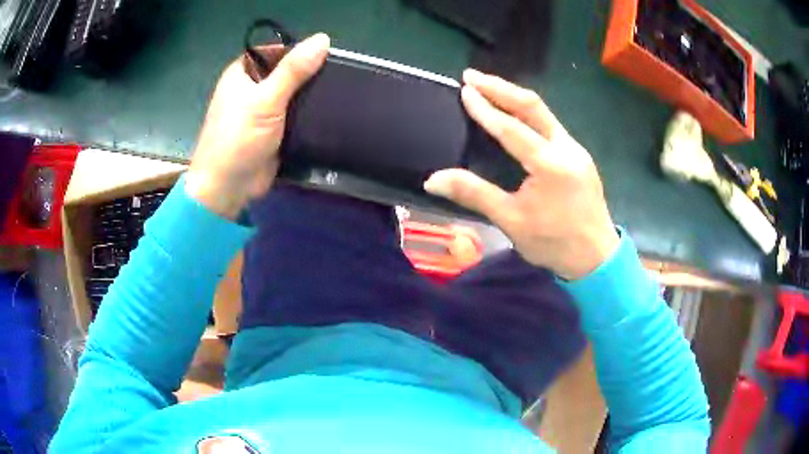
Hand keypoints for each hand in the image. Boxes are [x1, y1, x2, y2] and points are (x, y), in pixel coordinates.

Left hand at [185, 33, 329, 218]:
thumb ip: (293, 70)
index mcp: (242, 74)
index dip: (298, 51)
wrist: (227, 187)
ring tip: (340, 91)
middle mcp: (251, 88)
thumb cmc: (238, 138)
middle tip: (339, 75)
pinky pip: (293, 115)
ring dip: (310, 95)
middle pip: (285, 72)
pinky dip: (308, 113)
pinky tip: (329, 111)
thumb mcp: (266, 99)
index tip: (325, 56)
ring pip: (291, 94)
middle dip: (308, 74)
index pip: (274, 51)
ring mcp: (261, 111)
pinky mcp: (272, 131)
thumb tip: (322, 39)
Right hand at [424, 69, 618, 279]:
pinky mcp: (578, 155)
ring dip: (514, 97)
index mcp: (550, 165)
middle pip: (533, 106)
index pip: (512, 128)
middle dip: (501, 87)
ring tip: (488, 87)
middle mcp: (566, 148)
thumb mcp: (511, 221)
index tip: (464, 90)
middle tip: (472, 75)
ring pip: (544, 113)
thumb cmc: (554, 243)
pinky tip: (514, 114)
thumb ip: (474, 194)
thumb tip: (433, 180)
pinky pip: (550, 125)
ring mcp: (576, 150)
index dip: (485, 108)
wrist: (597, 257)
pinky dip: (528, 113)